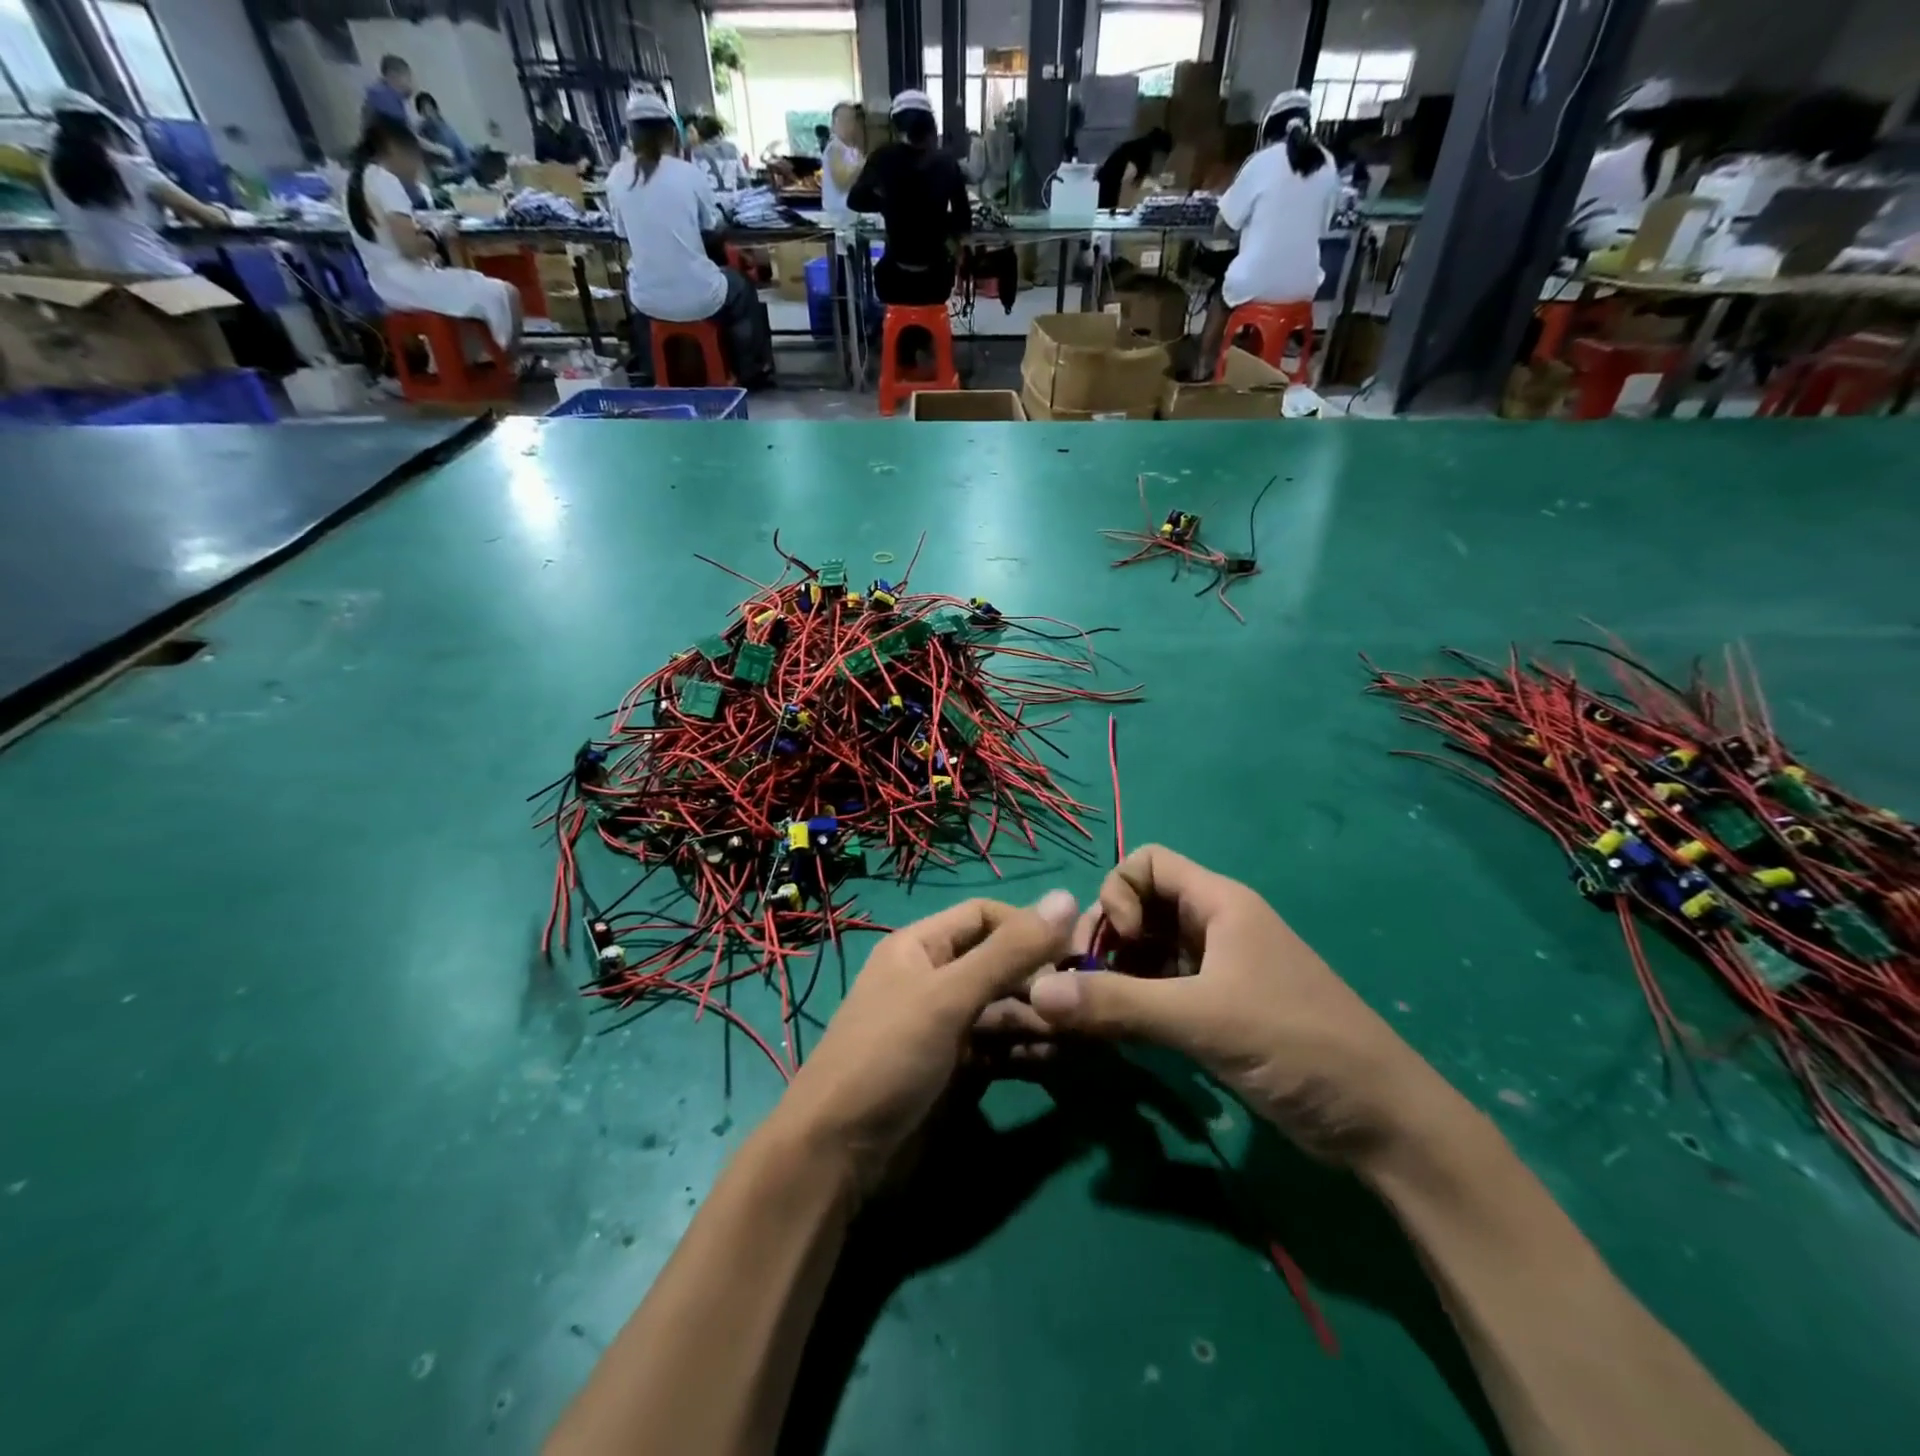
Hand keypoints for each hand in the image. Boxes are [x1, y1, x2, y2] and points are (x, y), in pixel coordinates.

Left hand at [778, 890, 1076, 1196]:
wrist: (836, 1156)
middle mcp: (934, 980)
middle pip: (998, 965)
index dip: (1028, 927)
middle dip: (1040, 979)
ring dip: (1040, 1018)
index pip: (984, 916)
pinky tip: (1059, 1058)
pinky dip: (1027, 1051)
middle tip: (1088, 1000)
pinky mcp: (954, 1071)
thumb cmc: (888, 1056)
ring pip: (1003, 1010)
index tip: (1075, 949)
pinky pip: (1000, 1049)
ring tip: (1084, 1034)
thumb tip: (1067, 897)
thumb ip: (1009, 952)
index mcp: (920, 947)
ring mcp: (944, 1028)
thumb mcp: (948, 997)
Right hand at [1026, 846, 1441, 1168]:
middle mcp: (1215, 926)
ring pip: (1148, 951)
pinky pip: (1162, 988)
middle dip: (1107, 939)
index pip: (1146, 863)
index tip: (1118, 946)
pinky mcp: (1220, 1009)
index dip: (1119, 894)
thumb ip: (1117, 1003)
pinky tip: (1123, 1034)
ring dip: (1116, 975)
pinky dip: (1136, 1002)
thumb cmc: (1296, 1044)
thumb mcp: (1201, 1020)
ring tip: (1098, 1017)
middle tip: (1088, 988)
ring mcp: (1218, 969)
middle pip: (1140, 906)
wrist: (1382, 1122)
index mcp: (1219, 904)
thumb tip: (1034, 992)